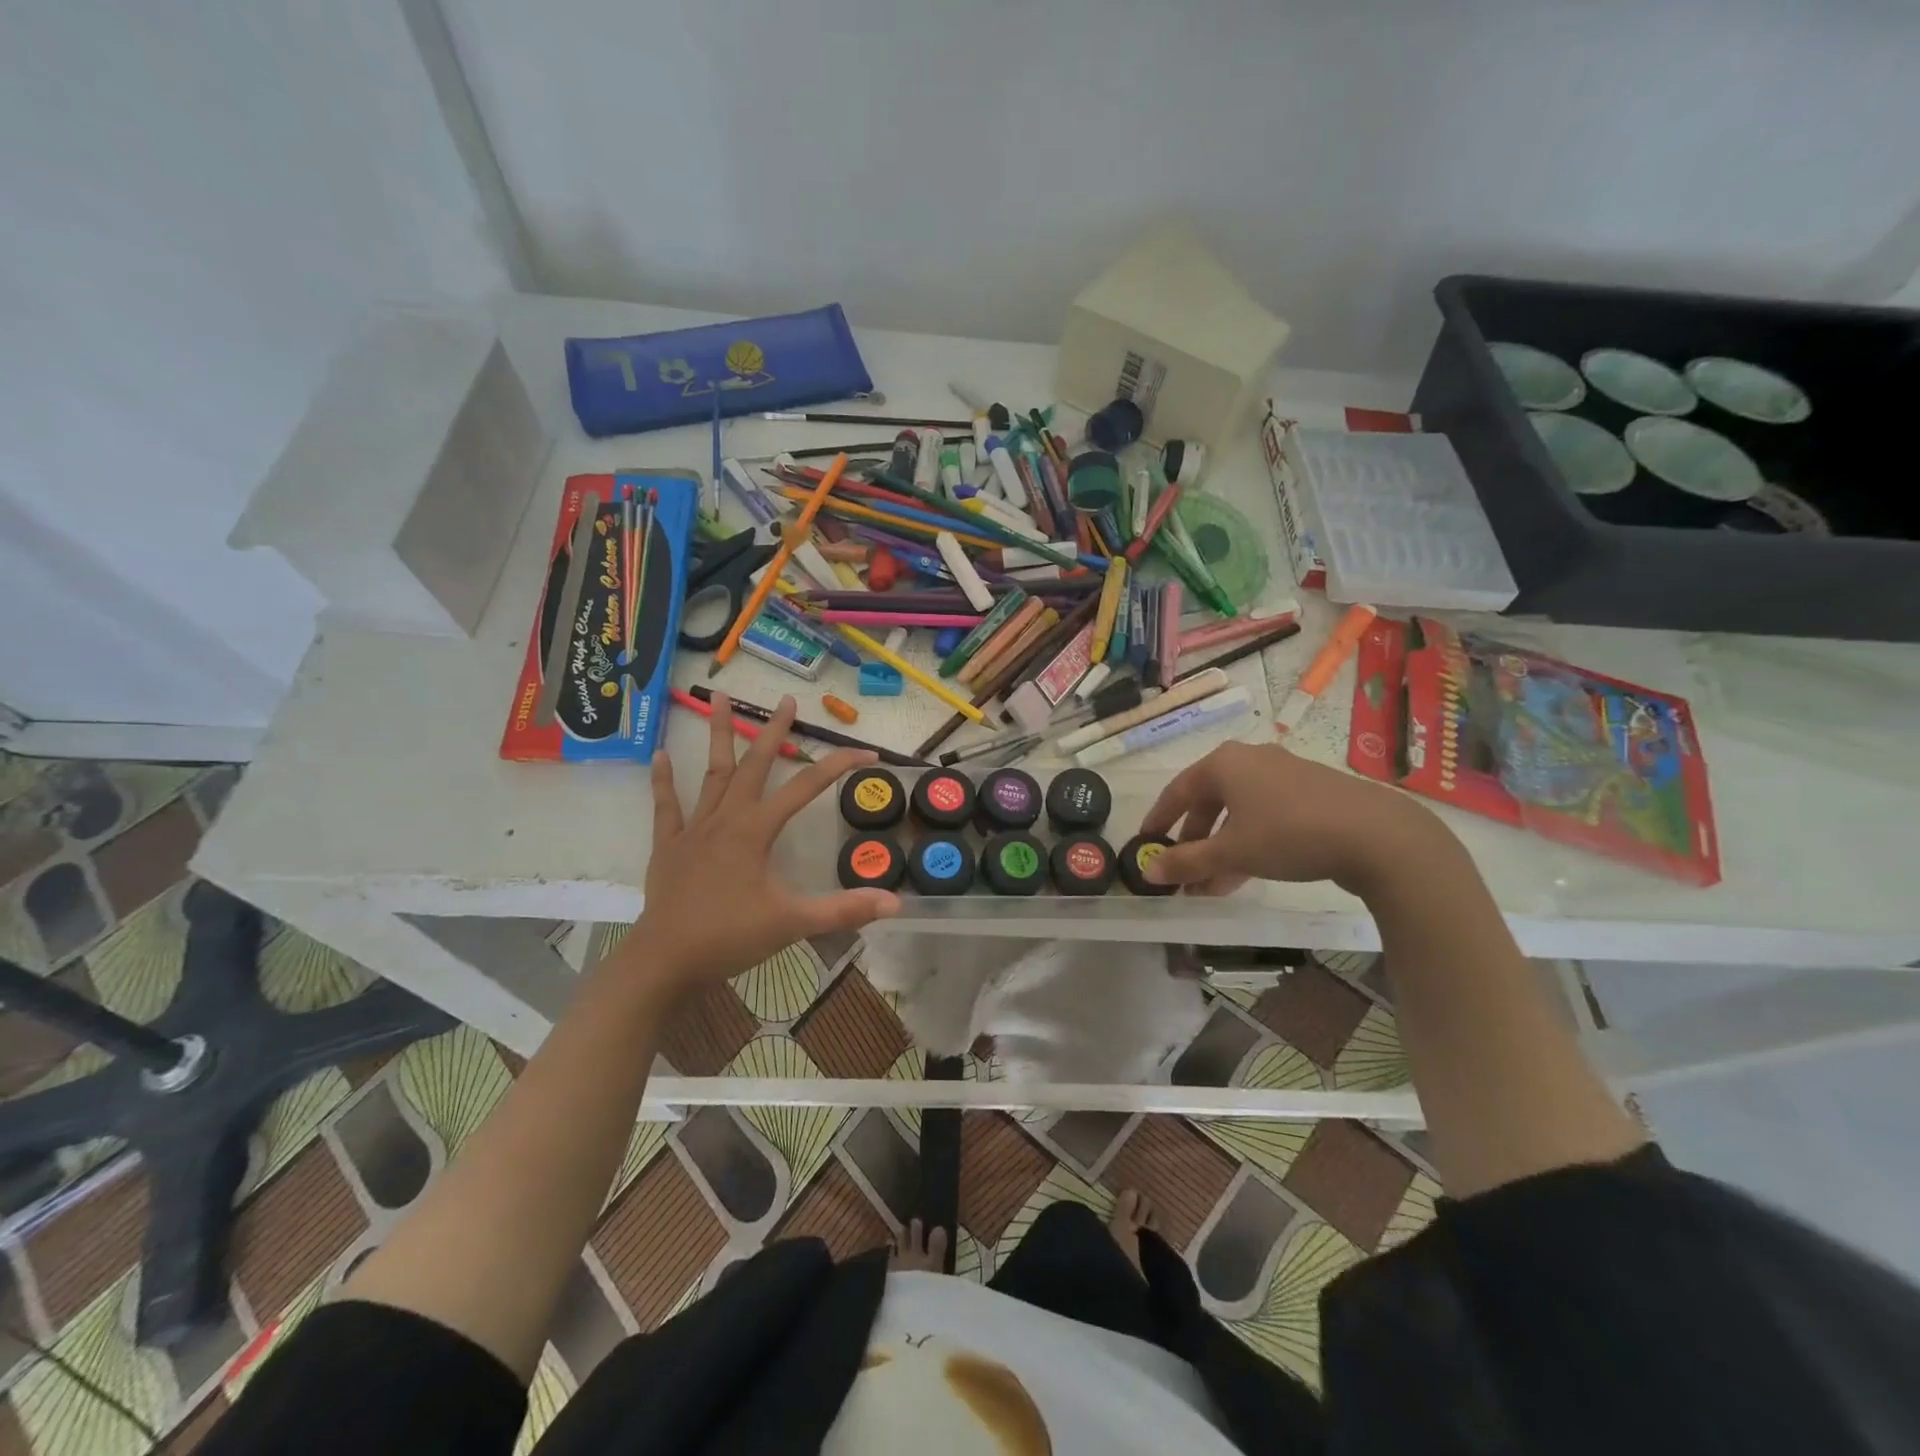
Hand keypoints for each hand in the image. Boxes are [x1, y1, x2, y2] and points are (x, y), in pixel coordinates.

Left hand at [620, 693, 899, 994]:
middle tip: (786, 700)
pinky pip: (667, 806)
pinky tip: (660, 754)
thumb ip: (843, 910)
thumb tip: (894, 901)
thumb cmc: (730, 937)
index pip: (806, 788)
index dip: (839, 766)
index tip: (868, 753)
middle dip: (773, 731)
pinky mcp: (669, 845)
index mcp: (757, 830)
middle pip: (755, 765)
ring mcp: (695, 829)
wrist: (665, 961)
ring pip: (711, 773)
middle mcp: (727, 818)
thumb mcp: (793, 923)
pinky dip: (664, 780)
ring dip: (717, 735)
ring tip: (717, 697)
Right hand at [1138, 741, 1445, 895]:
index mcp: (1224, 763)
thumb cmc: (1288, 834)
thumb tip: (1147, 871)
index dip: (1159, 819)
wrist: (1376, 835)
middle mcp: (1251, 761)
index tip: (1146, 843)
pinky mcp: (1311, 794)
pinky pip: (1265, 817)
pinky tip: (1245, 874)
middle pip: (1209, 803)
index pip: (1177, 791)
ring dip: (1220, 849)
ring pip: (1238, 814)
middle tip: (1182, 872)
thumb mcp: (1231, 852)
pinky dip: (1248, 843)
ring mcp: (1284, 775)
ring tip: (1210, 887)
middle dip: (1193, 842)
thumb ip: (1186, 862)